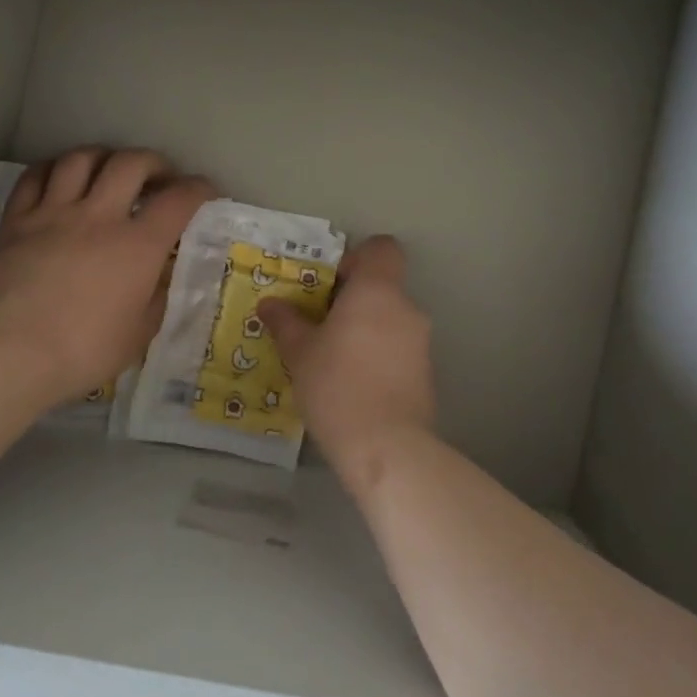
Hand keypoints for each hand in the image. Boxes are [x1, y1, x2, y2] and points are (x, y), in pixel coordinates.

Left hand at [0, 147, 214, 406]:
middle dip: (154, 163)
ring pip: (81, 159)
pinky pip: (35, 176)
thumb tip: (161, 274)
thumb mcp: (139, 333)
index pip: (179, 200)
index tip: (206, 192)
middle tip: (159, 178)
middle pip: (131, 163)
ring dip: (104, 158)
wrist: (10, 355)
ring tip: (109, 171)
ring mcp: (54, 213)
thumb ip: (157, 295)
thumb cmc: (83, 351)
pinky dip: (55, 168)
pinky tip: (61, 178)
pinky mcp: (16, 221)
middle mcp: (99, 216)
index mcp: (137, 246)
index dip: (199, 188)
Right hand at [258, 236, 435, 494]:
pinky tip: (353, 385)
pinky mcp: (426, 374)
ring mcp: (421, 342)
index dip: (357, 258)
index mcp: (377, 291)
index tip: (330, 284)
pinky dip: (378, 356)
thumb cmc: (337, 385)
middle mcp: (406, 308)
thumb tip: (270, 304)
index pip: (382, 248)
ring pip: (390, 320)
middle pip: (382, 287)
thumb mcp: (299, 352)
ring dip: (365, 330)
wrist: (386, 447)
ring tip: (332, 360)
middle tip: (319, 325)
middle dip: (352, 301)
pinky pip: (398, 349)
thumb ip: (286, 322)